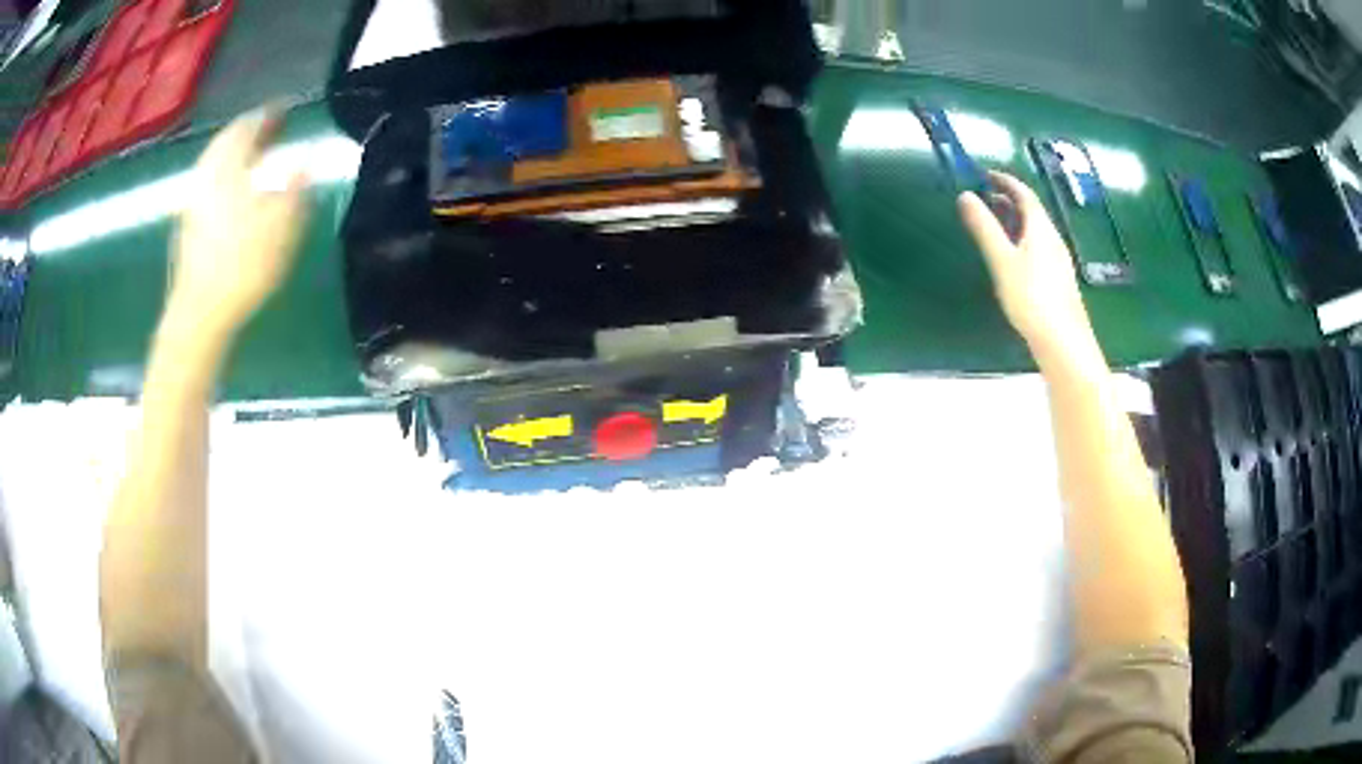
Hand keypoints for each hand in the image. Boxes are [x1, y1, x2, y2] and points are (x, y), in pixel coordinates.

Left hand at [168, 108, 308, 336]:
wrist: (200, 314)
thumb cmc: (244, 265)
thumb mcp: (283, 223)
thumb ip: (298, 185)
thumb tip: (307, 158)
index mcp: (230, 166)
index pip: (250, 125)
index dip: (270, 114)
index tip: (286, 107)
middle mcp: (207, 175)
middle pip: (227, 140)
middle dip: (250, 130)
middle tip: (271, 127)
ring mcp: (193, 201)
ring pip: (214, 162)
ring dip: (235, 153)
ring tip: (254, 155)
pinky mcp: (188, 225)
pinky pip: (208, 183)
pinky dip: (224, 174)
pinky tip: (234, 187)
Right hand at [958, 171, 1098, 364]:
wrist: (1063, 341)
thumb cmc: (1031, 297)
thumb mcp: (1001, 260)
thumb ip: (984, 227)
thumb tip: (966, 195)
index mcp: (1041, 227)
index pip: (1024, 193)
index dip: (1005, 180)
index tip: (986, 174)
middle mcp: (1053, 238)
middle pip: (1032, 210)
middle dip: (1009, 199)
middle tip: (986, 198)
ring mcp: (1059, 259)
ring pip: (1036, 230)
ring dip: (1016, 220)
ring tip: (995, 224)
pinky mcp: (1059, 279)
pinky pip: (1040, 247)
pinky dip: (1023, 239)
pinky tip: (1013, 257)